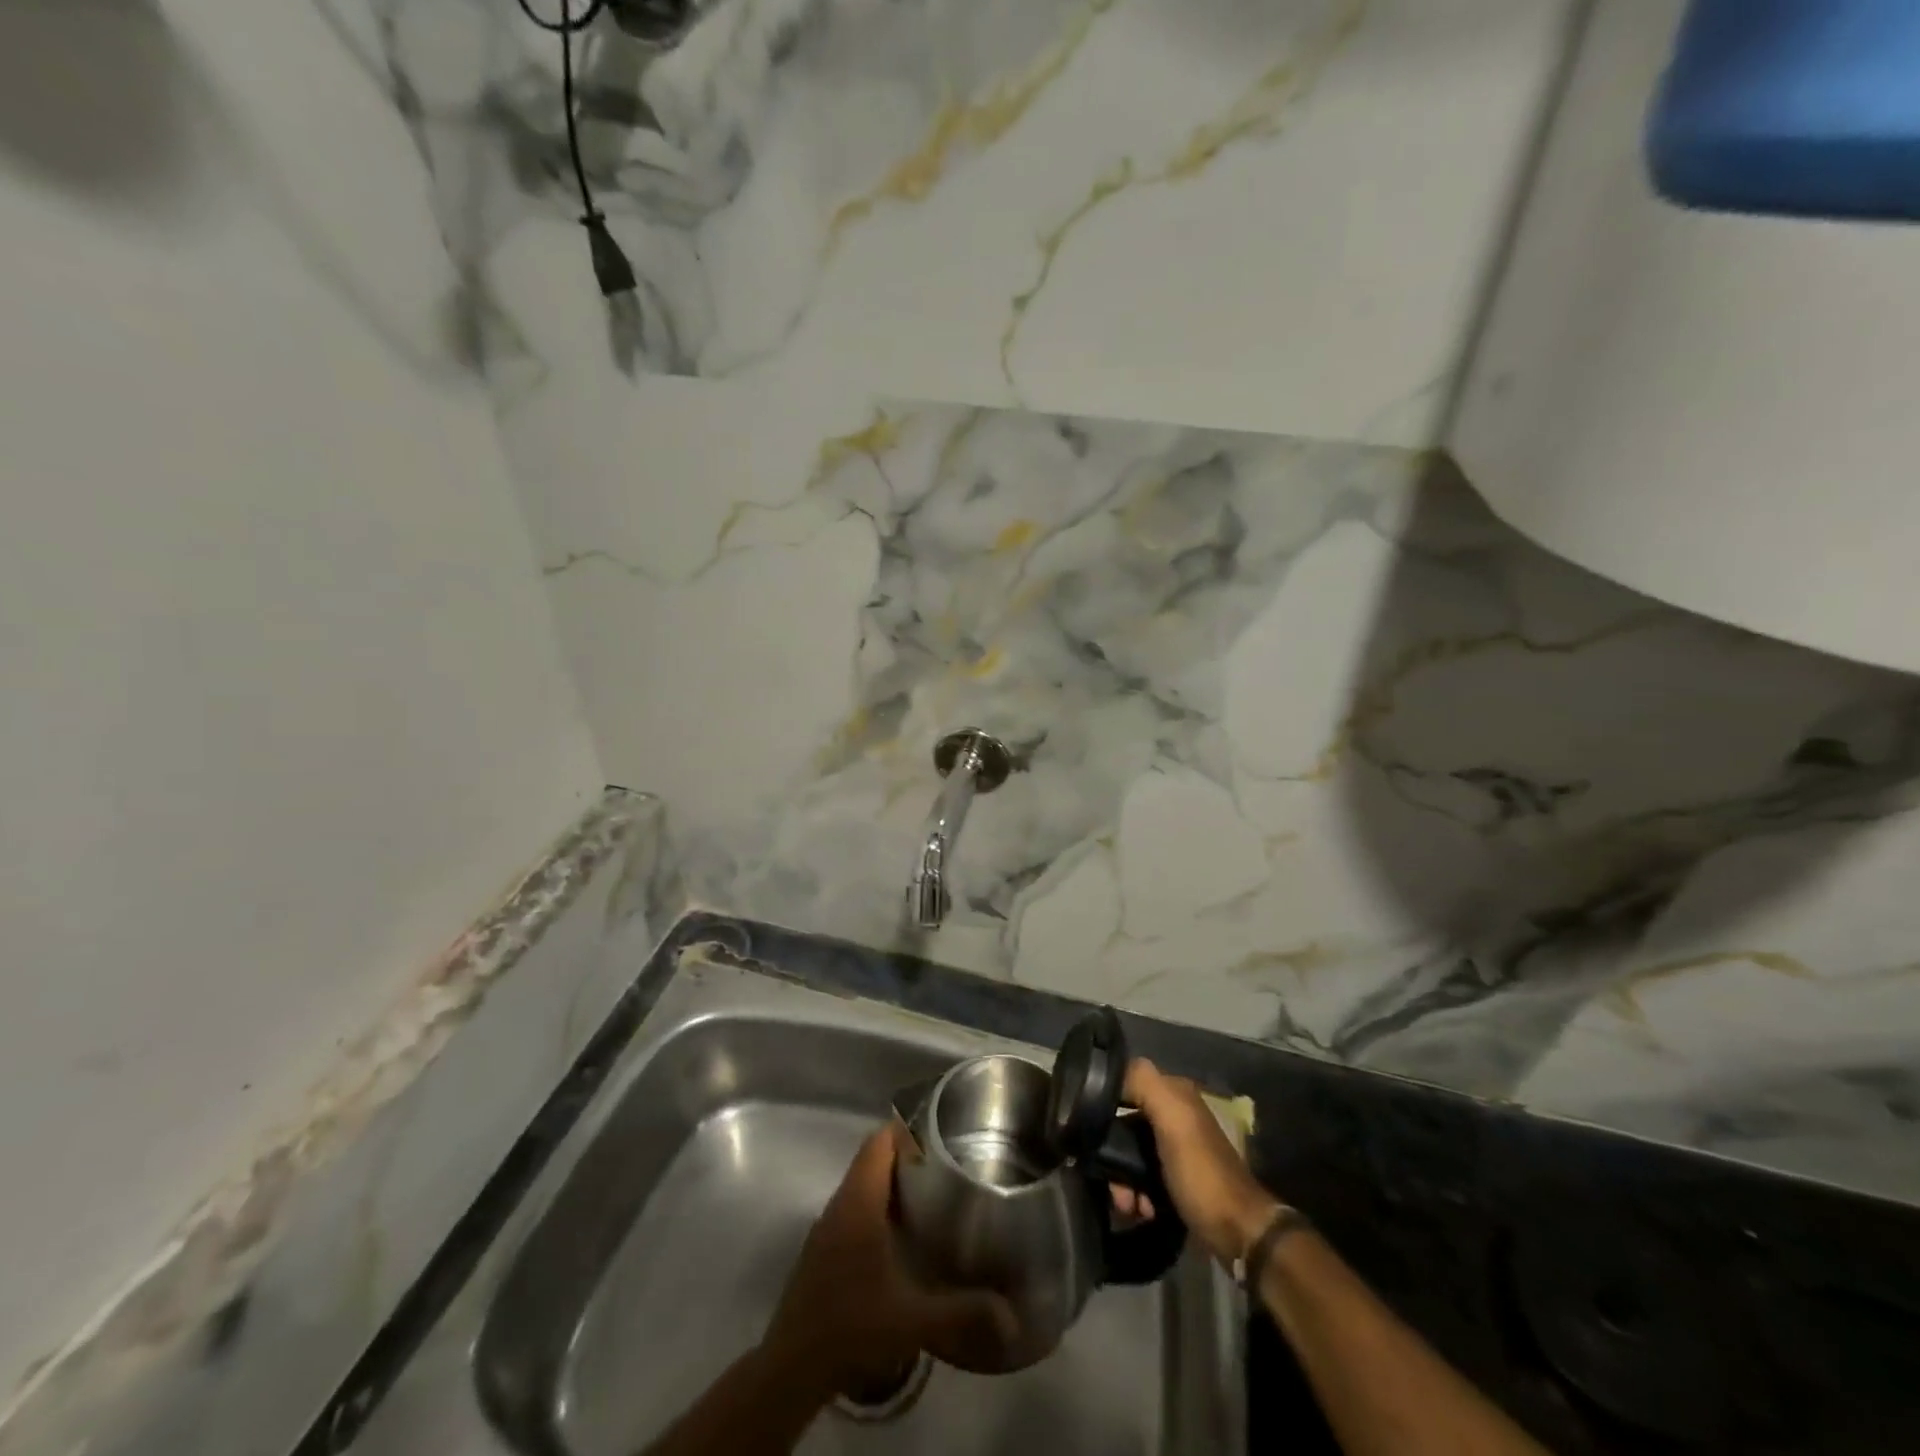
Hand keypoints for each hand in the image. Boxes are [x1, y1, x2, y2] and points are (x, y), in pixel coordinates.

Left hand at [760, 1123, 1015, 1397]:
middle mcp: (840, 1204)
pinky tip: (900, 1236)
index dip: (907, 1129)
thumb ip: (962, 1311)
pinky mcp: (822, 1249)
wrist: (792, 1370)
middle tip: (946, 1164)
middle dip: (906, 1155)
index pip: (879, 1142)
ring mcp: (827, 1226)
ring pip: (861, 1184)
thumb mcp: (913, 1321)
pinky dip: (877, 1207)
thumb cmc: (851, 1329)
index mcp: (859, 1203)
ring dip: (891, 1182)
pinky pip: (853, 1208)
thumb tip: (1011, 1315)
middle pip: (872, 1159)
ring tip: (930, 1194)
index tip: (940, 1133)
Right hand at [1123, 1059, 1279, 1265]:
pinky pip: (1143, 1178)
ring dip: (1123, 1179)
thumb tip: (1110, 1071)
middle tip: (1113, 1183)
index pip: (1126, 1084)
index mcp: (1175, 1095)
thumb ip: (1144, 1084)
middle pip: (1125, 1124)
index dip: (1106, 1103)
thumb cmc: (1201, 1173)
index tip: (1091, 1131)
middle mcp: (1175, 1117)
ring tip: (1128, 1205)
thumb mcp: (1174, 1120)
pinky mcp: (1175, 1180)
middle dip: (1112, 1152)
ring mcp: (1175, 1150)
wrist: (1238, 1233)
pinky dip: (1137, 1193)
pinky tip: (1141, 1210)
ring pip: (1131, 1154)